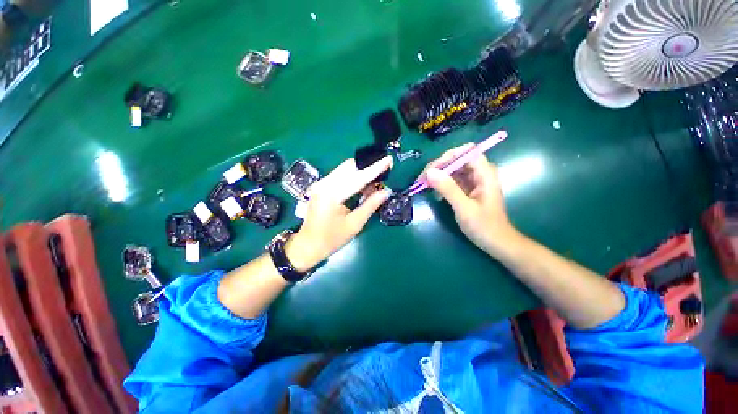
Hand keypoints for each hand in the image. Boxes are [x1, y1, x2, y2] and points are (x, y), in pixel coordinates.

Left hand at [286, 156, 392, 271]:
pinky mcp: (321, 186)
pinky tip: (362, 185)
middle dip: (368, 167)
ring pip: (345, 169)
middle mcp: (324, 184)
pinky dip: (353, 177)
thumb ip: (370, 205)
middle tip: (384, 171)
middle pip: (350, 167)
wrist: (308, 245)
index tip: (388, 160)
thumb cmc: (331, 239)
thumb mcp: (354, 224)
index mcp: (332, 194)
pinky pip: (340, 175)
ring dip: (361, 172)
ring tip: (375, 179)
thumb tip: (386, 191)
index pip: (358, 178)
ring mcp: (321, 184)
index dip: (375, 169)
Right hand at [425, 144, 517, 253]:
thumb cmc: (484, 226)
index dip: (449, 156)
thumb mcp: (464, 208)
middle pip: (457, 159)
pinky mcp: (467, 189)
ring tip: (423, 185)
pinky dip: (441, 184)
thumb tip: (429, 172)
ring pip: (453, 170)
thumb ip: (448, 189)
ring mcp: (473, 181)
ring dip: (438, 175)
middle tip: (422, 178)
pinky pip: (452, 180)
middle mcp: (480, 173)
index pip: (467, 152)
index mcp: (485, 173)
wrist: (496, 243)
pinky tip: (434, 193)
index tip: (432, 169)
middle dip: (439, 167)